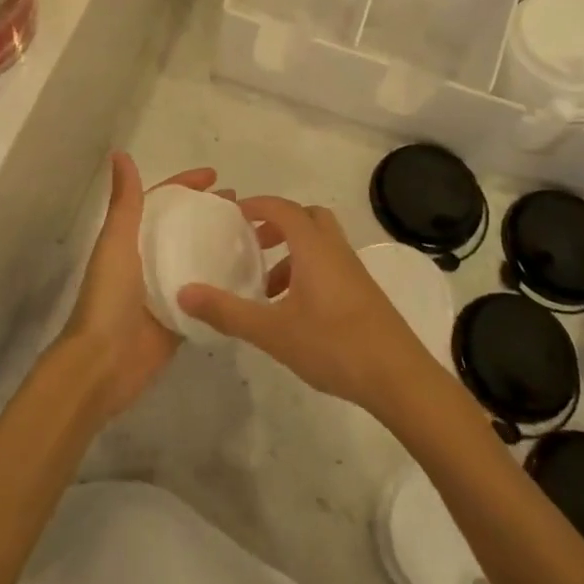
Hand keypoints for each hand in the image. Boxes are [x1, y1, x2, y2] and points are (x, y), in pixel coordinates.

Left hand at [59, 154, 276, 422]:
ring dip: (221, 246)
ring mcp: (166, 290)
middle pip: (184, 228)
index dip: (186, 186)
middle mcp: (149, 260)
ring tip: (255, 237)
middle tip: (246, 207)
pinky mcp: (180, 318)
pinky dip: (224, 284)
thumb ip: (125, 202)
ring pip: (198, 260)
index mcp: (131, 239)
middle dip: (210, 214)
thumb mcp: (117, 242)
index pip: (162, 202)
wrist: (103, 363)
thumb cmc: (109, 297)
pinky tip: (253, 277)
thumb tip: (120, 154)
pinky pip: (207, 295)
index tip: (217, 177)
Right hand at [177, 197, 431, 416]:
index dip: (258, 205)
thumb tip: (184, 293)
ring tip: (267, 287)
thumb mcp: (272, 331)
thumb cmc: (333, 345)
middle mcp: (335, 250)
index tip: (233, 214)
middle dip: (278, 224)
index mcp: (313, 248)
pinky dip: (308, 272)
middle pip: (307, 218)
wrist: (399, 378)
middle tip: (253, 244)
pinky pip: (330, 265)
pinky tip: (295, 311)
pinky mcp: (364, 293)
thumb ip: (227, 311)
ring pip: (320, 244)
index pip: (283, 209)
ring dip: (292, 253)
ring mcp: (354, 271)